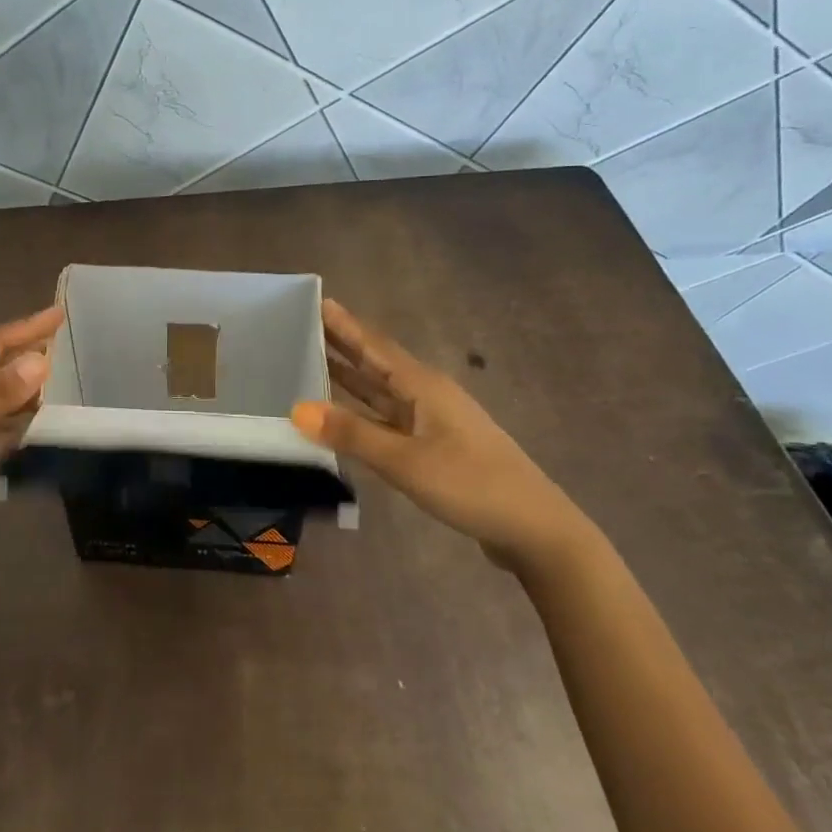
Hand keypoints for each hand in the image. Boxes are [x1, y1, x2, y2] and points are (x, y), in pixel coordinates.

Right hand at [291, 300, 594, 571]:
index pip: (374, 346)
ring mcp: (432, 422)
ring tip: (312, 361)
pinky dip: (361, 412)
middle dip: (342, 345)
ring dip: (350, 377)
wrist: (534, 529)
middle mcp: (426, 396)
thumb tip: (297, 408)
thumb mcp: (406, 460)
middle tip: (302, 327)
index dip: (344, 325)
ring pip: (381, 391)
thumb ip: (352, 434)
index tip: (316, 301)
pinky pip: (387, 418)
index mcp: (423, 386)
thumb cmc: (470, 484)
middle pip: (377, 363)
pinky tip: (342, 415)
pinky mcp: (434, 447)